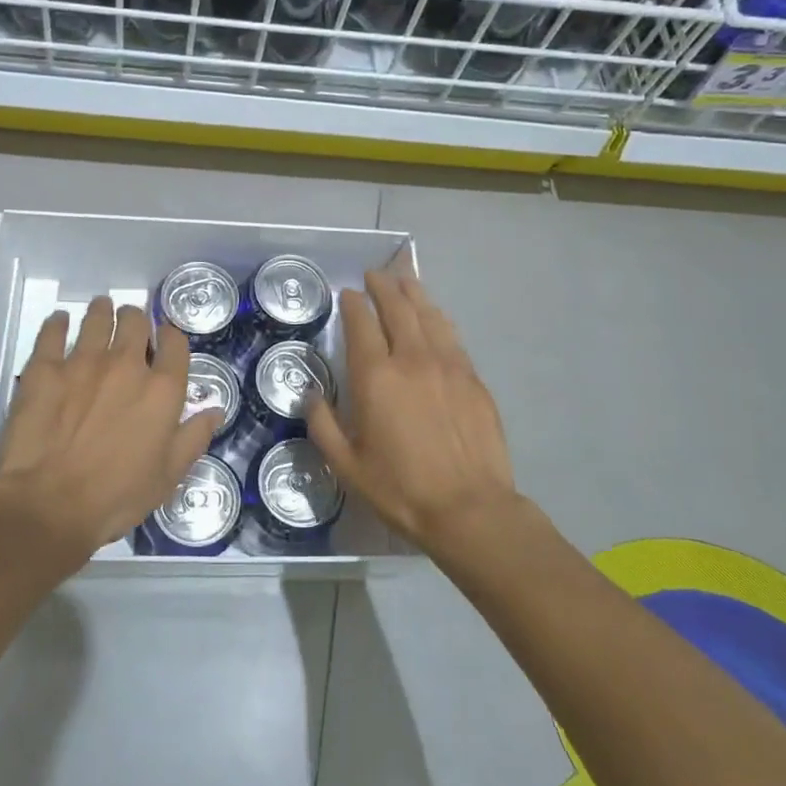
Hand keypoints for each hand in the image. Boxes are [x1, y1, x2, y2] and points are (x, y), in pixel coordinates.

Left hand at [0, 296, 219, 558]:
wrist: (50, 504)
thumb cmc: (117, 496)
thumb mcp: (168, 475)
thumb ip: (194, 437)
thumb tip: (215, 410)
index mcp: (161, 389)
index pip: (175, 343)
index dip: (171, 336)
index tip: (164, 339)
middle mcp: (125, 365)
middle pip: (135, 321)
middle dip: (135, 318)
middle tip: (129, 324)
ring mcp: (82, 362)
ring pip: (96, 318)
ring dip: (101, 311)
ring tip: (99, 311)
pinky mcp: (44, 368)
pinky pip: (52, 332)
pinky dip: (58, 323)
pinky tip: (60, 322)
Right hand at [306, 270, 518, 559]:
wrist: (470, 510)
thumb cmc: (401, 489)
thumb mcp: (347, 466)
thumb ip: (324, 426)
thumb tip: (311, 396)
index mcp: (376, 377)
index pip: (362, 324)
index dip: (354, 304)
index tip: (349, 294)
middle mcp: (412, 359)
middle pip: (398, 308)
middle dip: (384, 286)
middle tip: (375, 275)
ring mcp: (448, 365)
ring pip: (429, 315)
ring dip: (413, 293)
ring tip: (404, 280)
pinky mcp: (473, 378)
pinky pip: (452, 336)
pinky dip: (438, 318)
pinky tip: (435, 317)